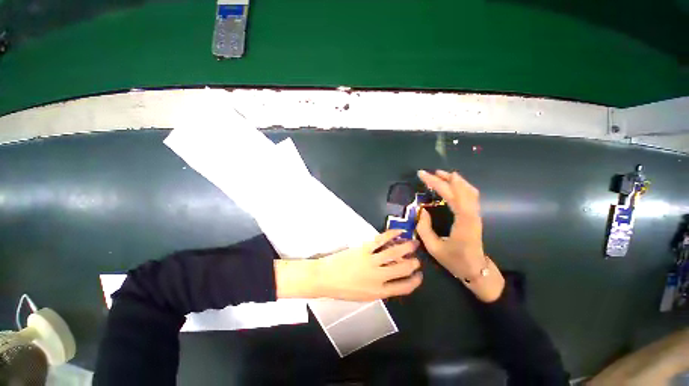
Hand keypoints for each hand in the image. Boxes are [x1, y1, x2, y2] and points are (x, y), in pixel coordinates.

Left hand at [275, 230, 422, 301]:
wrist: (325, 278)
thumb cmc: (343, 289)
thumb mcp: (364, 296)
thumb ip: (380, 289)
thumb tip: (393, 279)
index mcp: (379, 292)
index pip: (404, 288)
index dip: (415, 281)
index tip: (419, 275)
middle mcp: (378, 277)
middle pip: (403, 269)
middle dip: (414, 263)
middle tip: (417, 258)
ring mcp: (371, 262)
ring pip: (395, 253)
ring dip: (407, 247)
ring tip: (414, 243)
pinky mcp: (364, 249)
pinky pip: (381, 240)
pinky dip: (391, 235)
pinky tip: (398, 232)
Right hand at [416, 170, 503, 301]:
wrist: (476, 269)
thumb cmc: (455, 260)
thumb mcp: (433, 248)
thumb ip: (424, 229)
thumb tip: (422, 211)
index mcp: (463, 223)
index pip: (452, 196)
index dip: (438, 183)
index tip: (425, 175)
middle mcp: (472, 215)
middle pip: (459, 190)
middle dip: (442, 179)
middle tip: (426, 173)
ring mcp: (475, 214)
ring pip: (468, 190)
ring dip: (453, 180)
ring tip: (438, 174)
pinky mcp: (474, 215)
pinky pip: (470, 195)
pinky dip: (460, 186)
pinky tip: (451, 184)